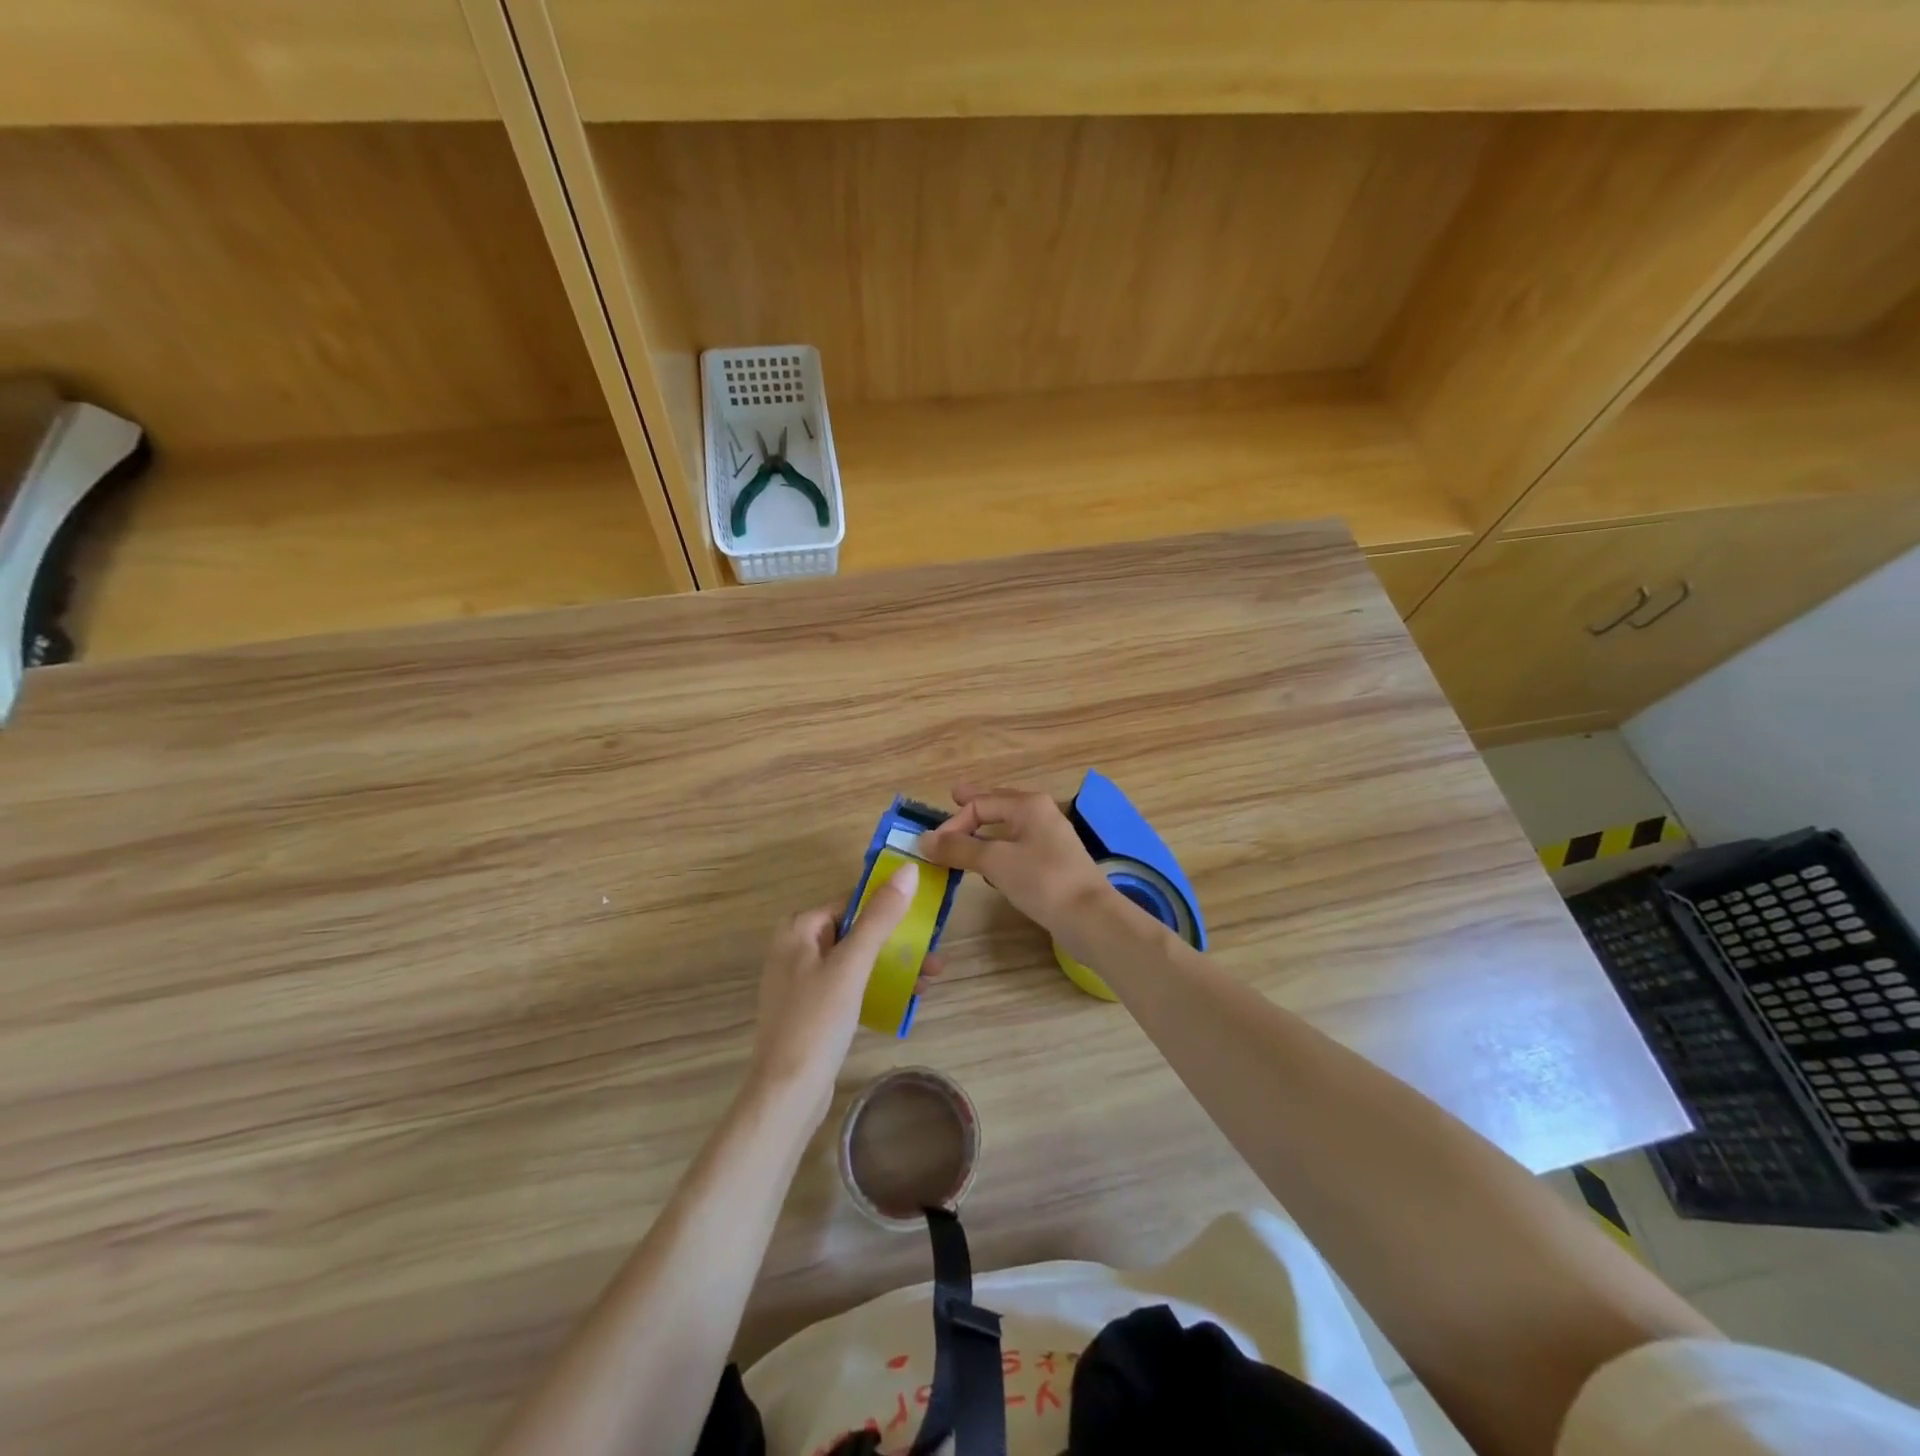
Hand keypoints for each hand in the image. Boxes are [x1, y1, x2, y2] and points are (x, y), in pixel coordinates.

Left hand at [748, 863, 935, 1127]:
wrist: (786, 1094)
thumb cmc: (817, 1021)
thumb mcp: (852, 965)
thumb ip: (879, 917)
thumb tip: (907, 869)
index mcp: (798, 930)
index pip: (850, 903)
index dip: (888, 907)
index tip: (925, 917)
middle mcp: (795, 949)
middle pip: (856, 932)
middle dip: (897, 942)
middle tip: (934, 956)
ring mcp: (802, 982)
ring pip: (856, 960)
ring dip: (893, 965)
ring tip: (930, 979)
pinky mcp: (811, 1010)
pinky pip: (850, 986)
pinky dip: (876, 987)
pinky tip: (906, 999)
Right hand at [918, 785, 1119, 941]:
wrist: (1090, 917)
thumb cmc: (1041, 880)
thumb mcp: (995, 861)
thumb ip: (959, 848)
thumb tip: (923, 839)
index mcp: (1028, 804)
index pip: (980, 803)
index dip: (954, 822)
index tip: (934, 846)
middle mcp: (1040, 814)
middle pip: (999, 804)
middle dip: (975, 805)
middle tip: (954, 796)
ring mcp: (1050, 838)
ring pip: (1009, 826)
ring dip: (986, 829)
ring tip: (967, 831)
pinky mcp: (1053, 863)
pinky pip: (1018, 846)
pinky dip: (1000, 849)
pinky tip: (991, 864)